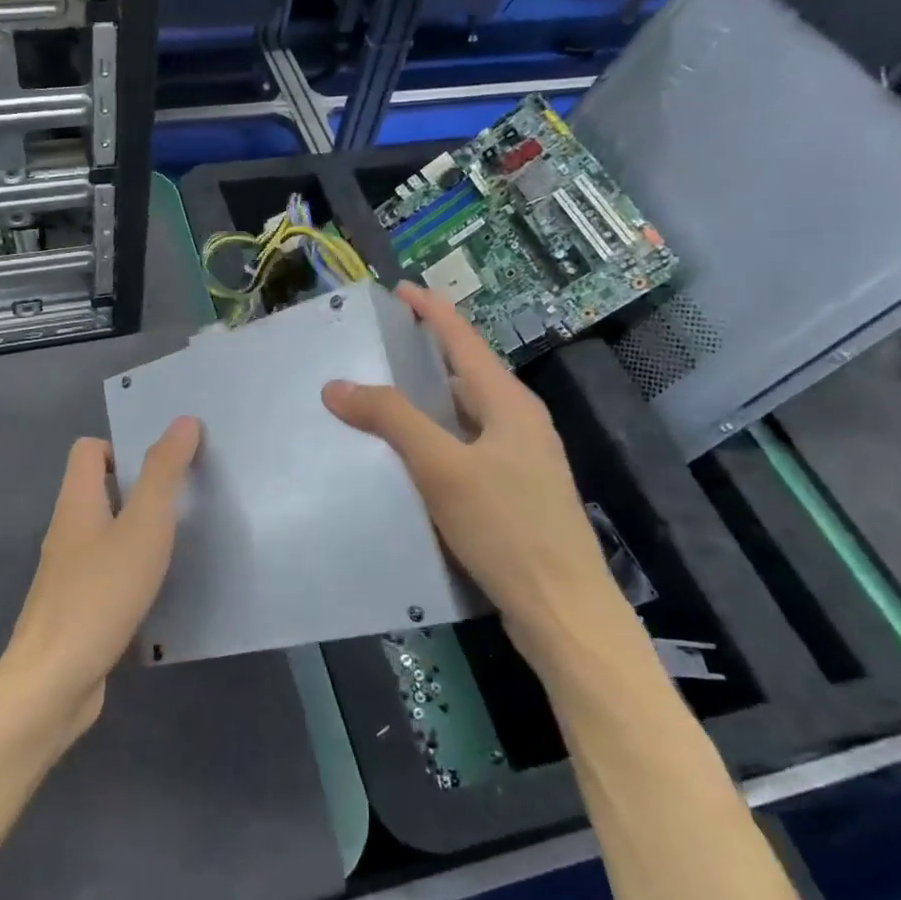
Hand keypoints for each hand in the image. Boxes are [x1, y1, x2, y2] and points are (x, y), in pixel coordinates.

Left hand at [1, 418, 201, 731]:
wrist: (54, 681)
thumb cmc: (100, 593)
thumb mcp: (143, 526)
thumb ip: (163, 473)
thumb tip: (183, 421)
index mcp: (76, 502)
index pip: (87, 450)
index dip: (122, 447)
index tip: (161, 465)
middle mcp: (66, 531)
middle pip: (98, 490)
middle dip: (139, 489)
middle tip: (183, 501)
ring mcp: (68, 573)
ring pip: (105, 533)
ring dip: (138, 532)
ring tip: (180, 542)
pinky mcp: (77, 608)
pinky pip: (107, 572)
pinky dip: (132, 570)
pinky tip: (160, 589)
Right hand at [321, 283, 623, 658]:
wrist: (563, 610)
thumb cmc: (506, 529)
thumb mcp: (442, 469)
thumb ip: (392, 421)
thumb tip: (337, 385)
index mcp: (509, 404)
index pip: (464, 340)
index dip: (432, 311)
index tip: (399, 289)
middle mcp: (520, 423)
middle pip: (467, 373)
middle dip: (425, 354)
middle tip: (378, 347)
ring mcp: (521, 460)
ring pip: (466, 414)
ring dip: (428, 400)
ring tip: (383, 398)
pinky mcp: (515, 493)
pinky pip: (467, 447)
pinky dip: (436, 438)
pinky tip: (410, 459)